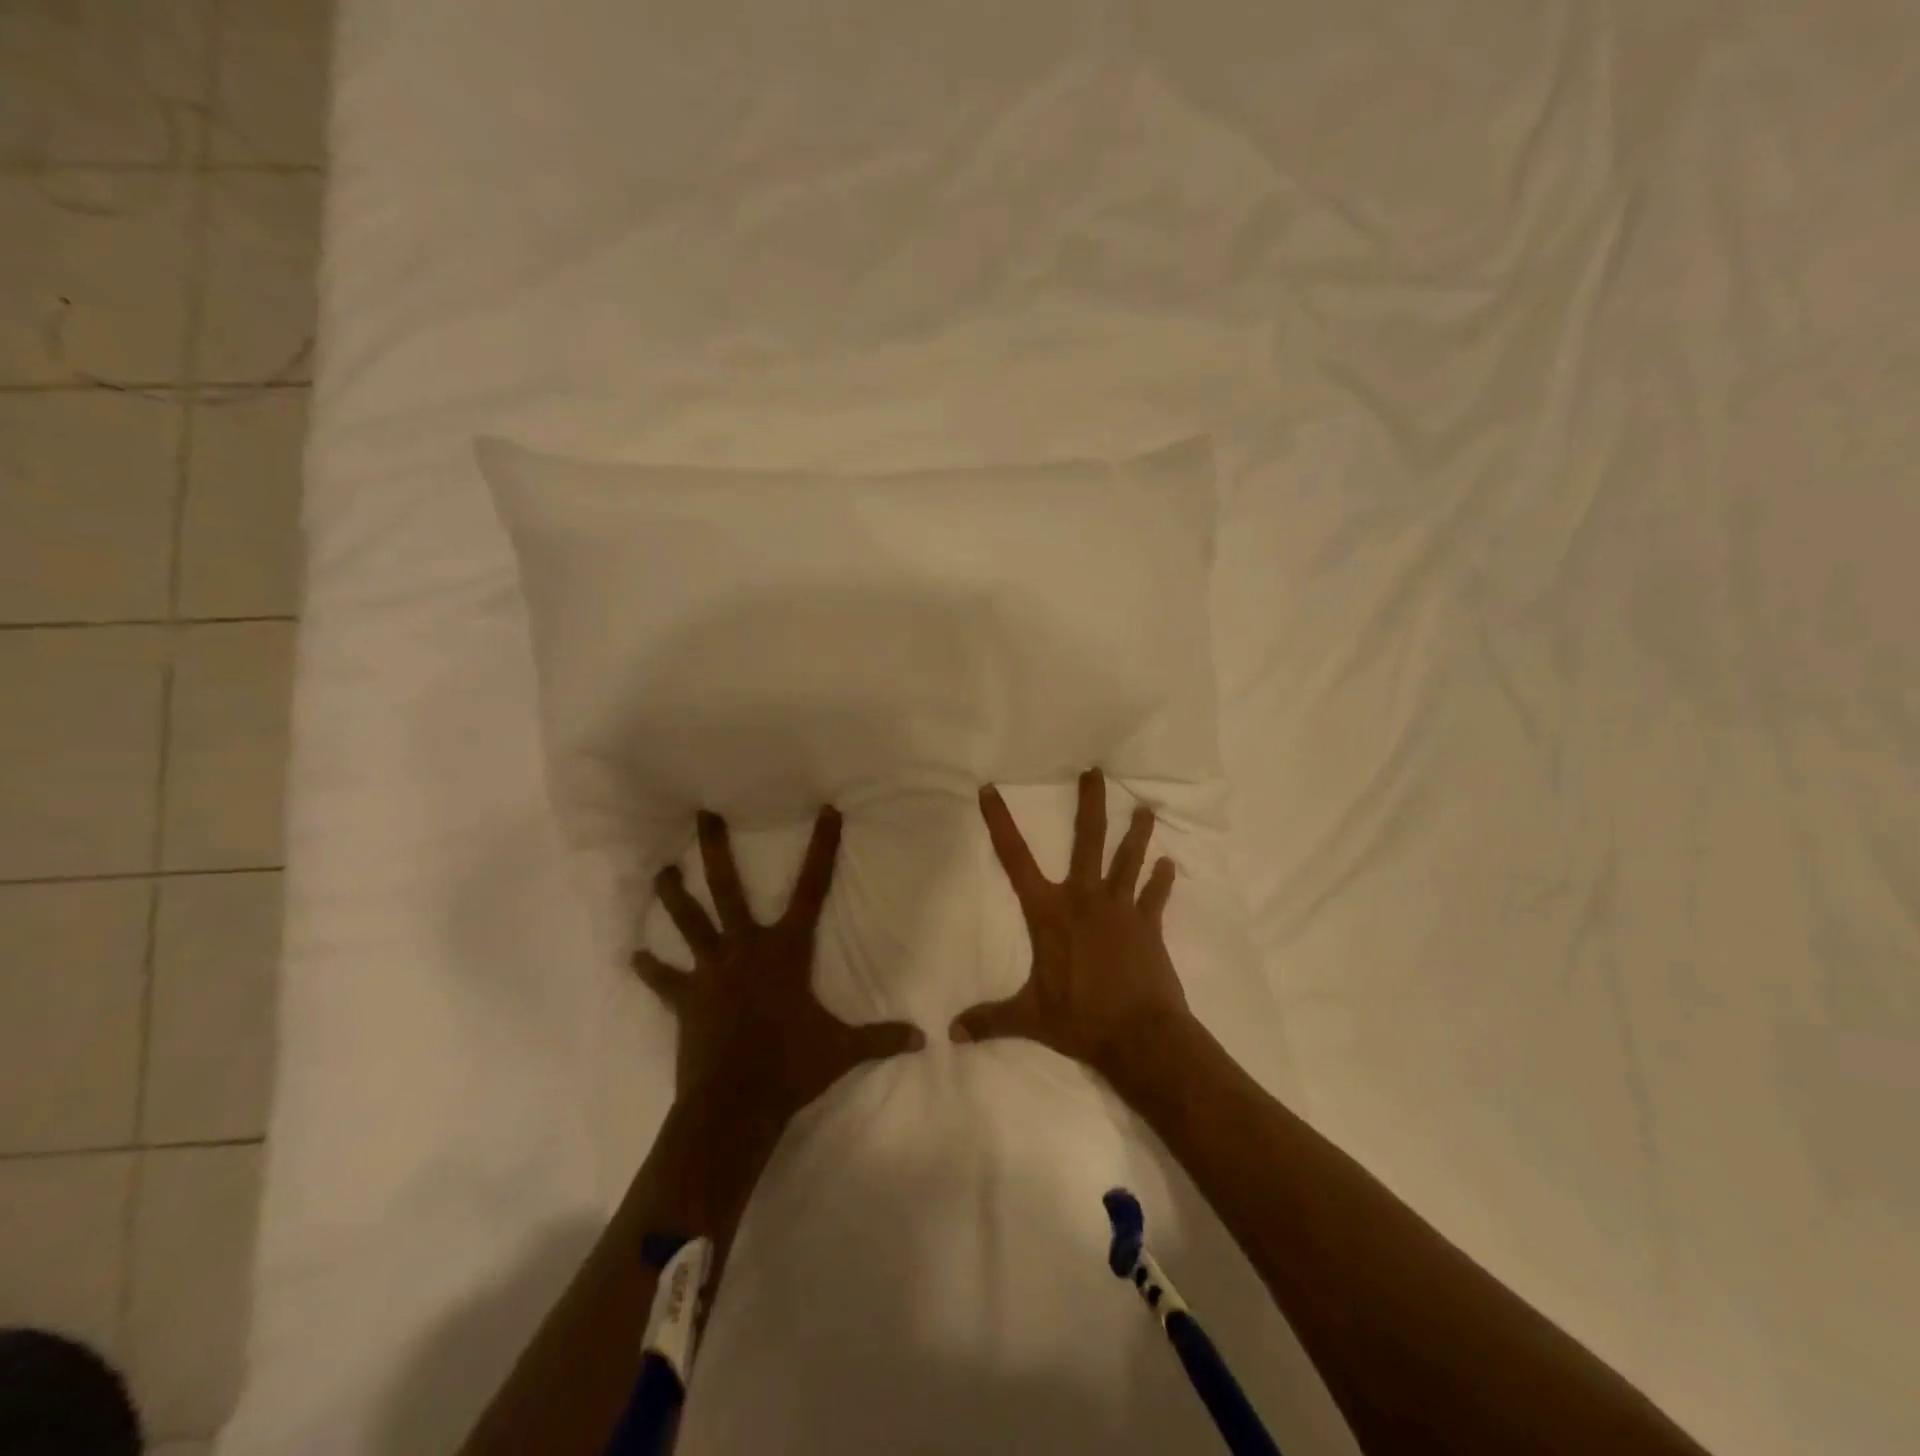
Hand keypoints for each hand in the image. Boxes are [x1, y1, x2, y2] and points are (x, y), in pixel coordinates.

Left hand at [633, 807, 923, 1130]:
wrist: (735, 1104)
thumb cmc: (791, 1067)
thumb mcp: (842, 1050)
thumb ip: (881, 1039)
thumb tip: (924, 1040)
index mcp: (786, 950)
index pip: (812, 889)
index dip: (822, 848)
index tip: (826, 811)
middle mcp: (745, 948)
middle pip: (727, 888)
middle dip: (715, 849)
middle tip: (703, 814)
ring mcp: (710, 971)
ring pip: (689, 922)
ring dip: (673, 896)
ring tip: (660, 871)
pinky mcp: (685, 999)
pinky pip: (664, 980)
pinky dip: (649, 969)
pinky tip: (632, 956)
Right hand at [950, 768, 1191, 1082]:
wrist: (1140, 1035)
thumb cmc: (1079, 1019)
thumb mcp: (1028, 1018)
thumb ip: (990, 1020)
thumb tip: (950, 1033)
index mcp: (1049, 912)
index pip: (1015, 859)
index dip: (1000, 823)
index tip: (990, 790)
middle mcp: (1084, 898)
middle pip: (1088, 840)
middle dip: (1090, 803)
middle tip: (1095, 771)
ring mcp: (1121, 908)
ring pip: (1128, 859)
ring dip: (1137, 834)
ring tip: (1146, 809)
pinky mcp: (1148, 925)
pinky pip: (1156, 896)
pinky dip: (1162, 880)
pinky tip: (1169, 864)